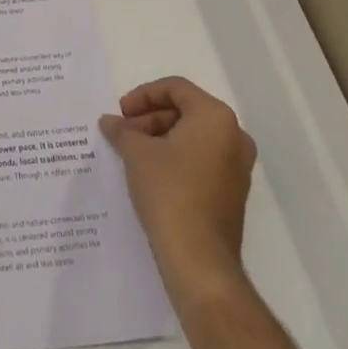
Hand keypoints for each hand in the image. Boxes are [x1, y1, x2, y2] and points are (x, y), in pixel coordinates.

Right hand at [99, 77, 255, 298]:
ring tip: (132, 152)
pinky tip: (150, 171)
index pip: (175, 89)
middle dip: (150, 118)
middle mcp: (234, 136)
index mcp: (215, 117)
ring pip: (193, 136)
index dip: (143, 95)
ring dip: (161, 137)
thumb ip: (122, 130)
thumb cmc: (169, 191)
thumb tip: (110, 122)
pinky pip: (201, 159)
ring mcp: (237, 167)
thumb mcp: (136, 152)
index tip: (121, 112)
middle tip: (124, 132)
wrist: (198, 259)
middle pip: (186, 111)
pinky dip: (176, 157)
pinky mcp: (232, 192)